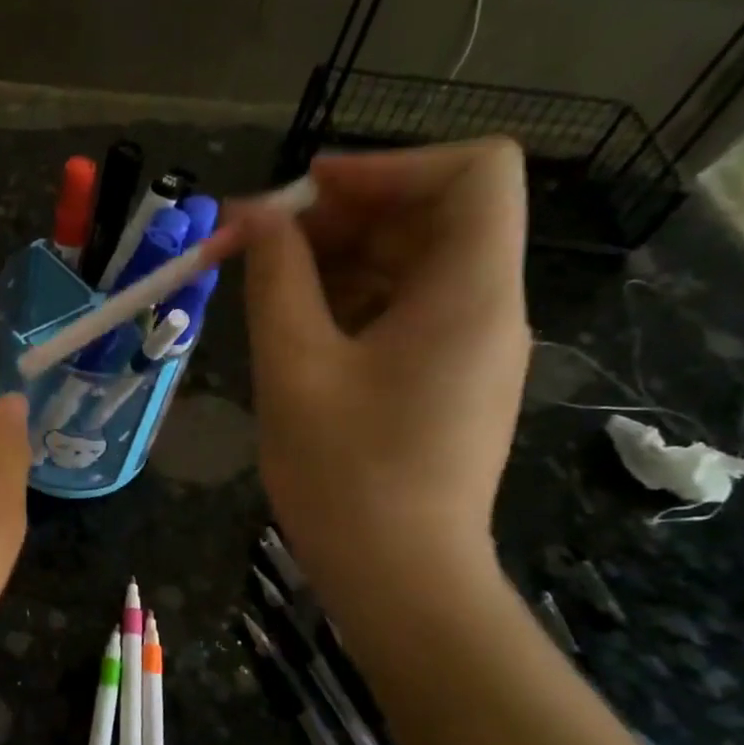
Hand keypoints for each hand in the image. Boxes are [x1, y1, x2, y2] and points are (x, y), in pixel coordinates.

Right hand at [231, 139, 530, 593]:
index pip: (472, 172)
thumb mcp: (295, 368)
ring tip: (267, 285)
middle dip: (344, 214)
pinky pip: (408, 311)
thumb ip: (276, 281)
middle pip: (434, 216)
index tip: (307, 195)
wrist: (399, 579)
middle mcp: (488, 308)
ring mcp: (471, 348)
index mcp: (469, 294)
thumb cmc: (345, 476)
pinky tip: (298, 328)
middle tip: (261, 242)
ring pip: (415, 264)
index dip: (388, 165)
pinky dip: (354, 300)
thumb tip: (255, 219)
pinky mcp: (448, 381)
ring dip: (341, 259)